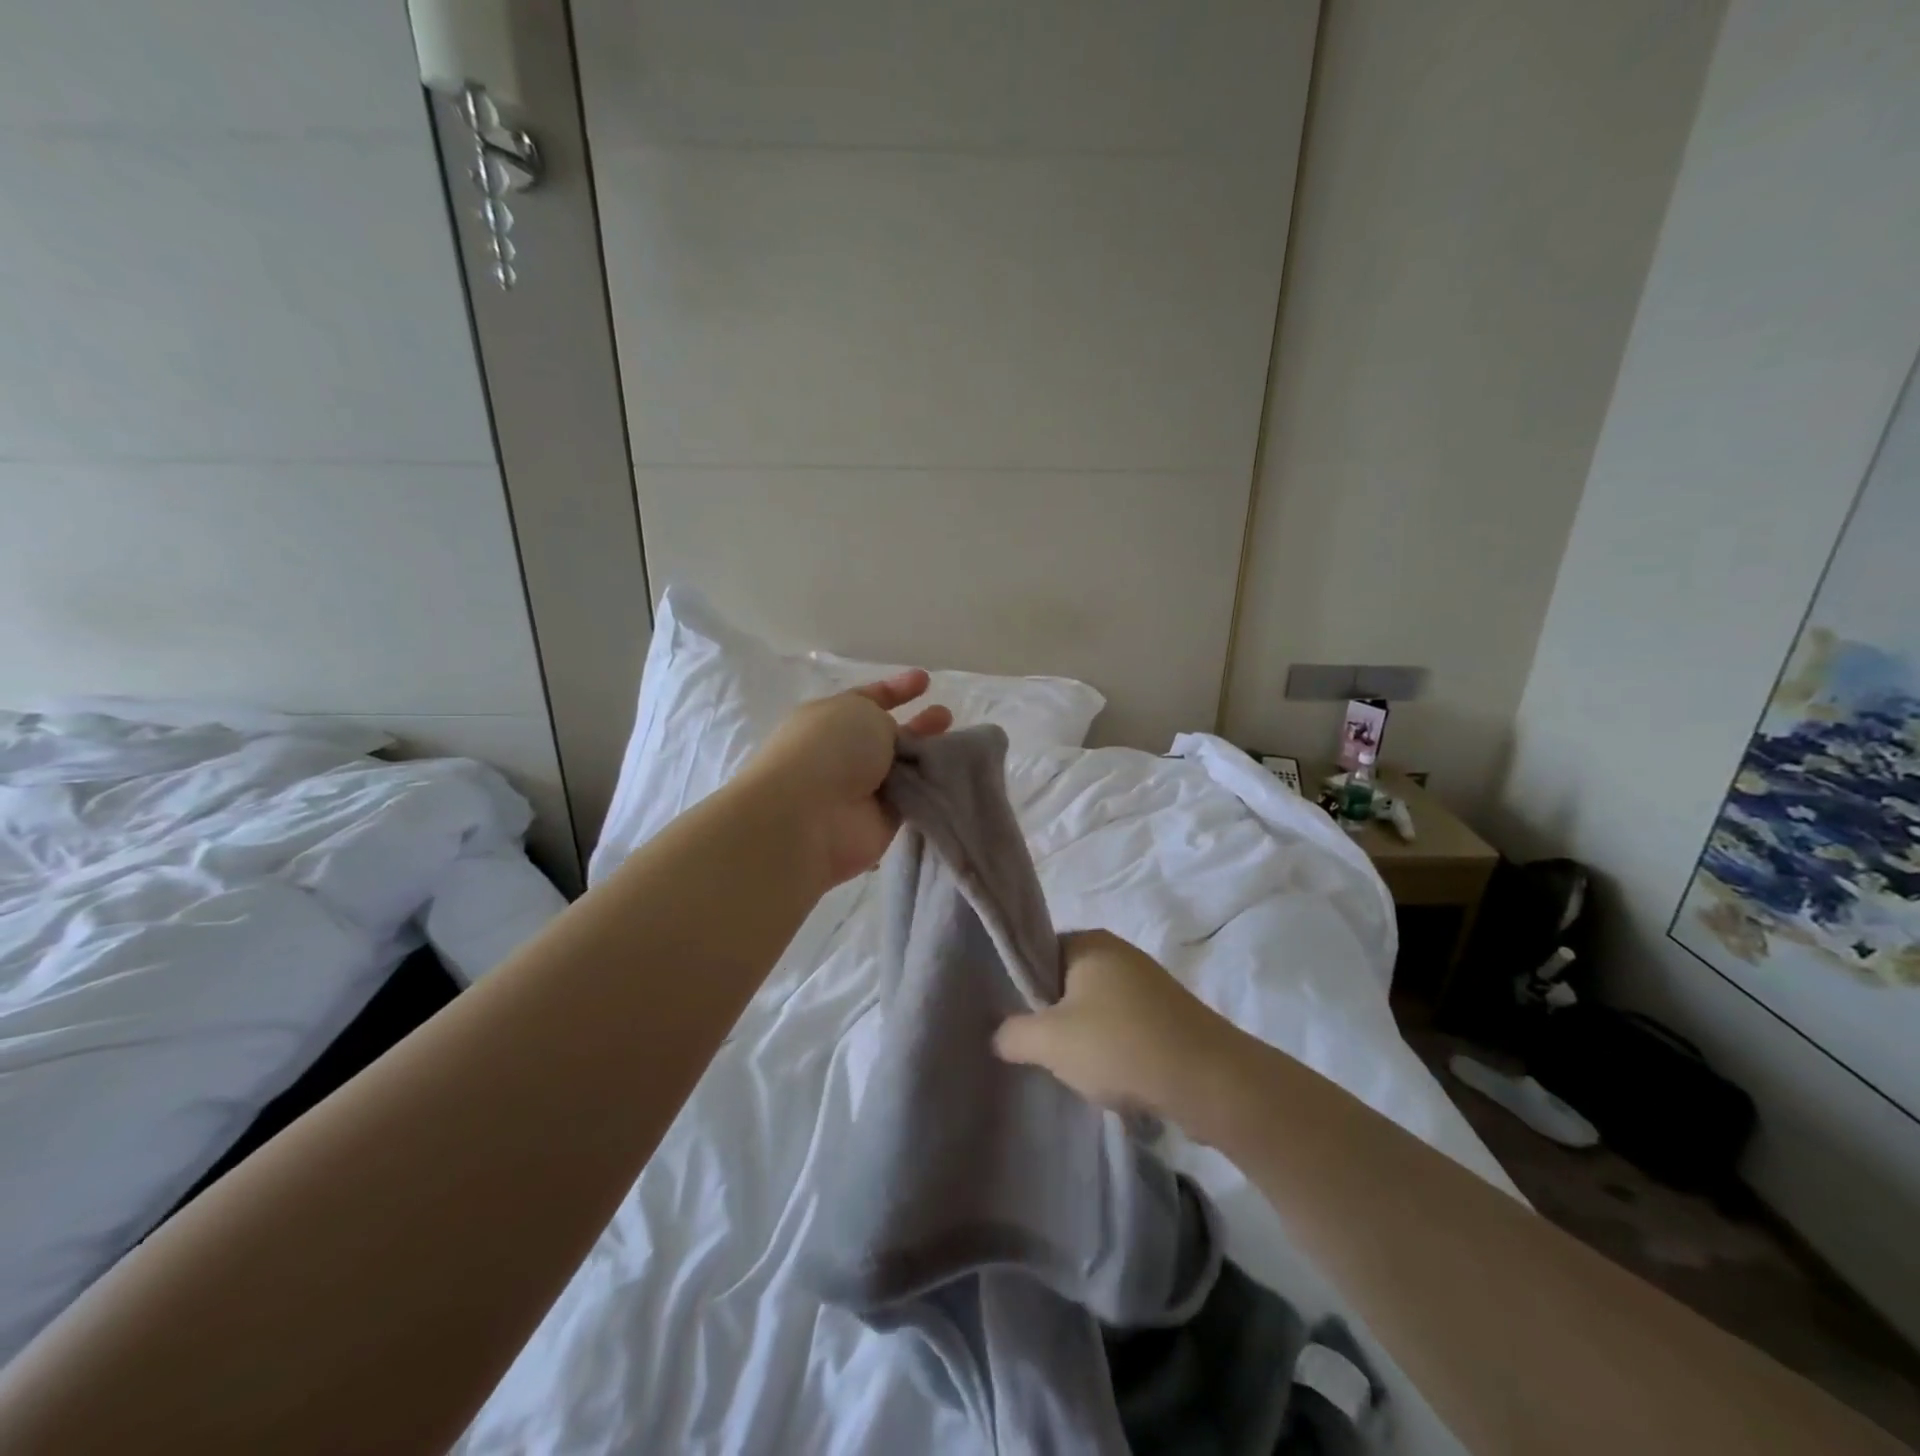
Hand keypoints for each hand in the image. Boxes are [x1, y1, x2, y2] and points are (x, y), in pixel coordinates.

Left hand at [740, 671, 952, 887]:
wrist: (812, 816)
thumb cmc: (831, 748)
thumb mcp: (861, 711)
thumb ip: (884, 719)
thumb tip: (893, 740)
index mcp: (829, 719)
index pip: (866, 699)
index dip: (895, 689)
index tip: (925, 680)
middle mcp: (844, 753)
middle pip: (888, 735)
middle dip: (918, 725)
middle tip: (945, 717)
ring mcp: (862, 788)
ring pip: (904, 767)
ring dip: (928, 756)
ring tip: (959, 746)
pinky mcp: (881, 820)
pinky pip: (913, 798)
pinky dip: (931, 787)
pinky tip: (957, 775)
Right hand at [993, 929, 1239, 1123]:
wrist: (1208, 1080)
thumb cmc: (1119, 1046)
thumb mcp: (1050, 1042)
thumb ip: (1013, 1034)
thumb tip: (1000, 1035)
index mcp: (1088, 942)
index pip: (1038, 952)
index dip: (1021, 986)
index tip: (1014, 1021)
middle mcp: (1119, 952)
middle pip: (1067, 982)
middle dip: (1053, 1018)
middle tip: (1041, 1050)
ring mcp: (1148, 982)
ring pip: (1097, 1008)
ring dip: (1084, 1038)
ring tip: (1077, 1071)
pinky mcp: (1170, 1014)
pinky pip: (1126, 1026)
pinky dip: (1114, 1049)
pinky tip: (1113, 1079)